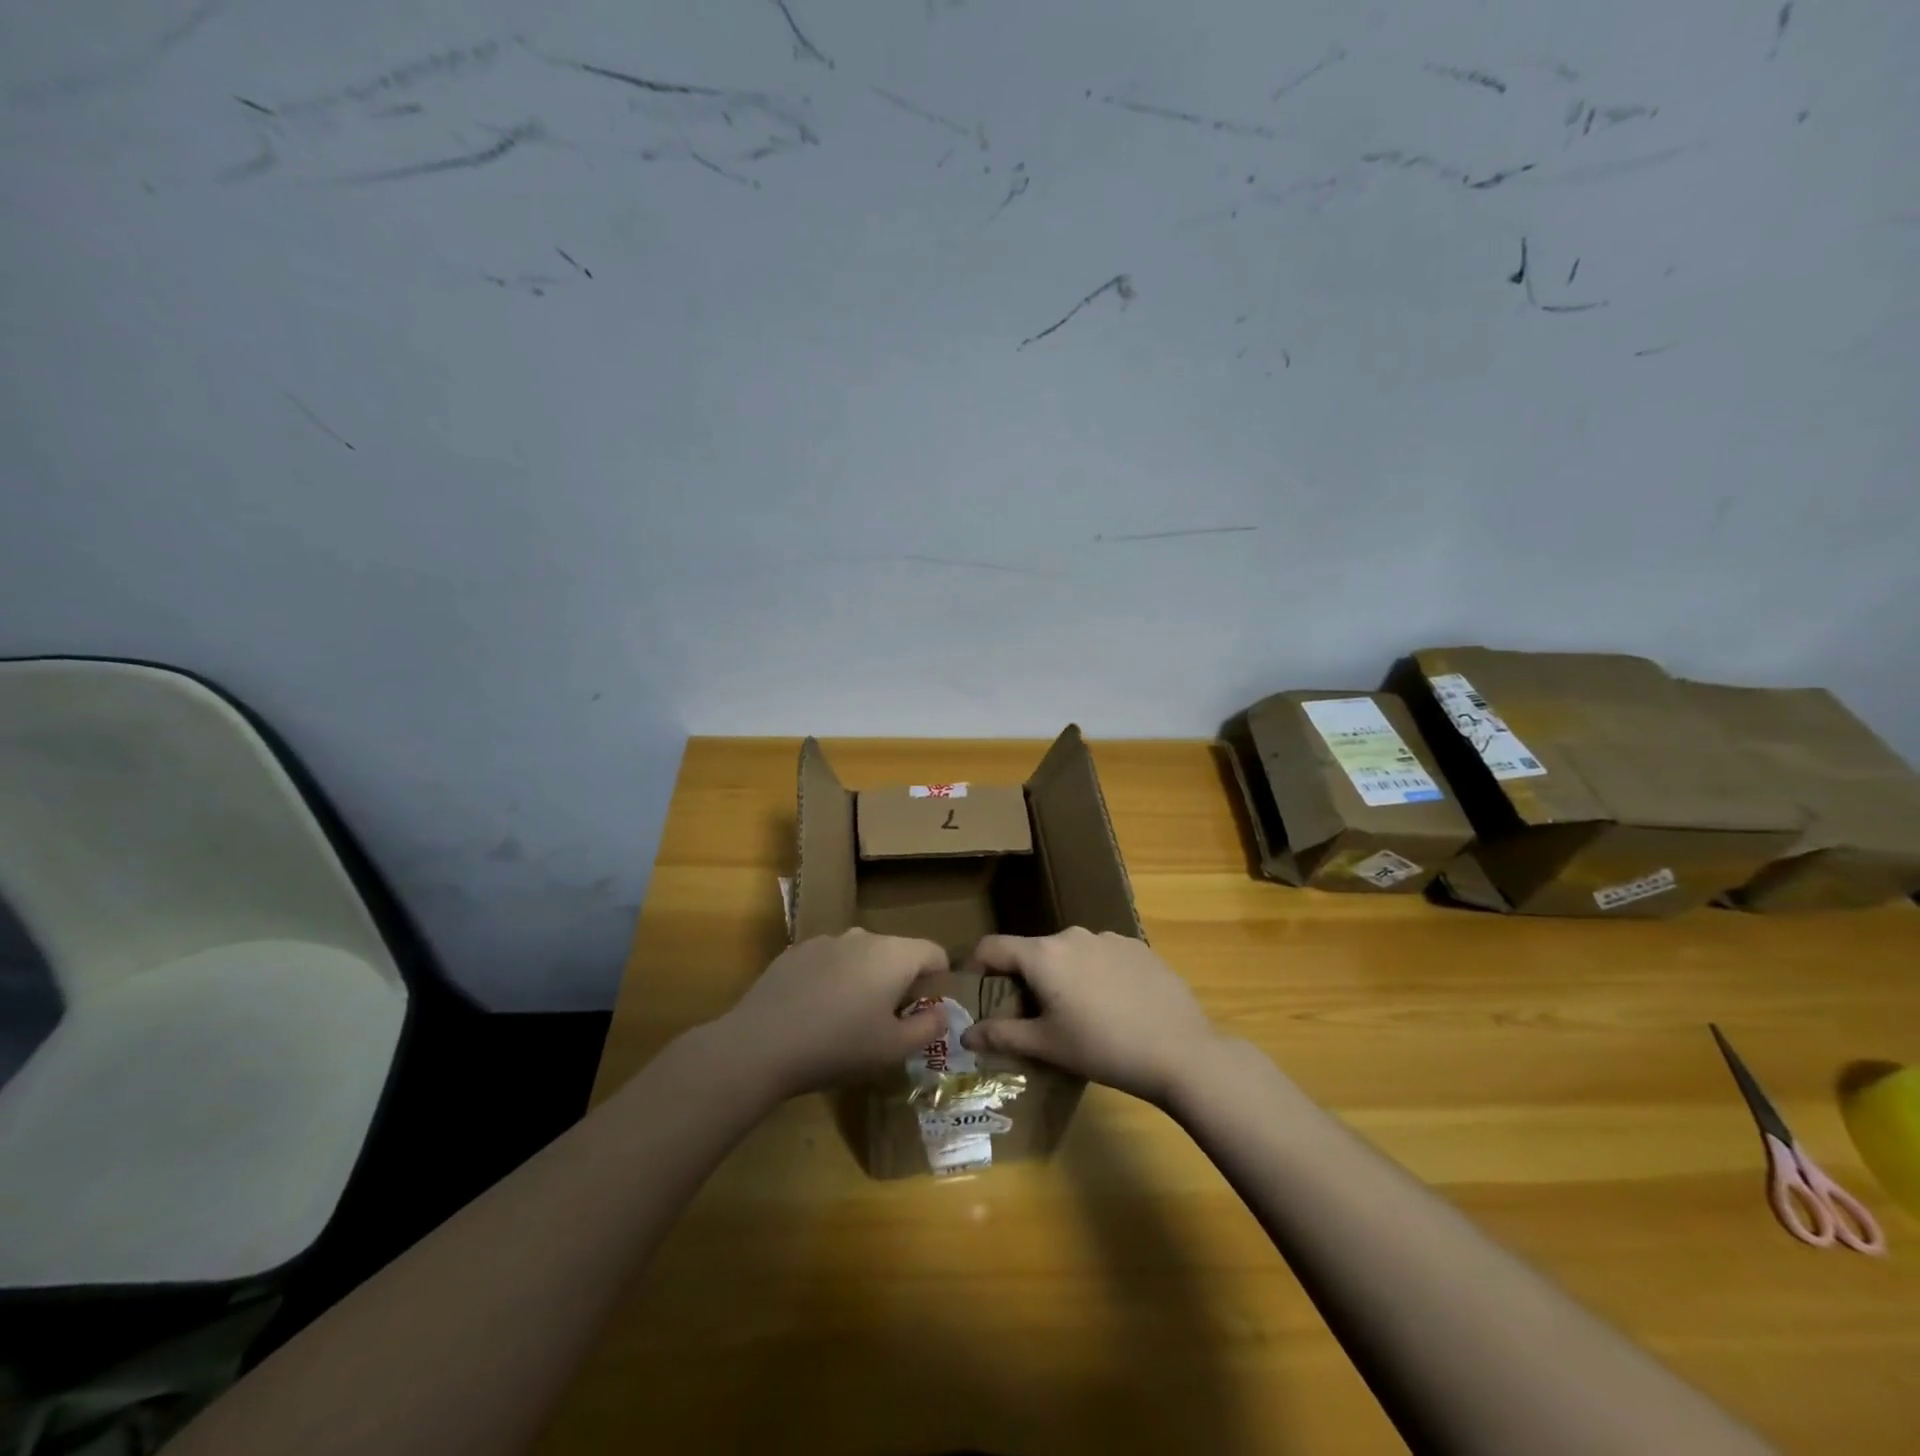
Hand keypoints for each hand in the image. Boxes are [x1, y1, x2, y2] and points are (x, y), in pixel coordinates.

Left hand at [717, 929, 950, 1098]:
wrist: (761, 1044)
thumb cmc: (838, 1046)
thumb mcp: (893, 1049)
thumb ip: (928, 1028)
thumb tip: (941, 1012)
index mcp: (894, 955)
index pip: (934, 952)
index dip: (939, 979)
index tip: (927, 1010)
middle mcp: (863, 937)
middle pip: (896, 952)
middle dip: (900, 981)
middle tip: (887, 1021)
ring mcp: (825, 940)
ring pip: (860, 955)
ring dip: (865, 979)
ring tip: (848, 1018)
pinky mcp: (795, 952)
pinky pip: (829, 961)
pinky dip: (832, 980)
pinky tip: (814, 1012)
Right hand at [957, 928, 1217, 1106]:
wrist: (1181, 1051)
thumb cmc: (1103, 1049)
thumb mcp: (1048, 1046)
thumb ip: (1002, 1035)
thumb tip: (965, 1034)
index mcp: (1044, 955)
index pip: (993, 947)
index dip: (976, 966)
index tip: (975, 990)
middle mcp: (1072, 935)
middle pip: (1034, 951)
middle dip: (1024, 979)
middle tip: (1032, 1016)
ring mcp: (1109, 937)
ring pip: (1070, 953)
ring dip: (1062, 976)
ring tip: (1078, 1014)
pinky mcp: (1138, 947)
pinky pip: (1102, 956)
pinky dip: (1096, 975)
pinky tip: (1115, 1006)